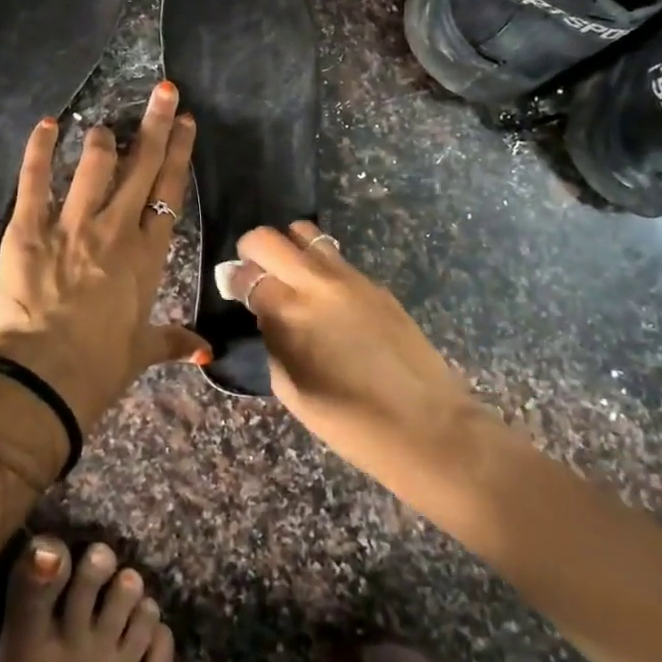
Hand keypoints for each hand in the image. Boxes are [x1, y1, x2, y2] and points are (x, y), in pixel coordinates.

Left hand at [0, 82, 200, 430]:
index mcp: (147, 256)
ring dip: (103, 139)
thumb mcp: (141, 351)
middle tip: (165, 91)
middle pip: (142, 165)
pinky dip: (40, 149)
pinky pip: (36, 179)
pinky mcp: (28, 228)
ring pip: (95, 164)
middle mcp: (115, 229)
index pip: (170, 191)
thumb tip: (206, 351)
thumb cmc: (99, 369)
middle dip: (156, 124)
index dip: (180, 153)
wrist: (42, 380)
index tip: (187, 123)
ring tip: (106, 125)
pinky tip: (48, 124)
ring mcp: (71, 224)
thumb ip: (174, 341)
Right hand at [218, 223, 472, 477]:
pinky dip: (321, 268)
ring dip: (290, 250)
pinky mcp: (376, 285)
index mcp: (290, 313)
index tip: (234, 290)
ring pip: (307, 235)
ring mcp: (351, 279)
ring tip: (293, 280)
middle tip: (257, 275)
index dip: (234, 280)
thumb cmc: (350, 423)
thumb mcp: (291, 389)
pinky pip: (337, 260)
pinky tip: (328, 301)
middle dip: (254, 250)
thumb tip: (264, 314)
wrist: (427, 426)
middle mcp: (317, 283)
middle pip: (270, 237)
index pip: (247, 273)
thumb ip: (272, 341)